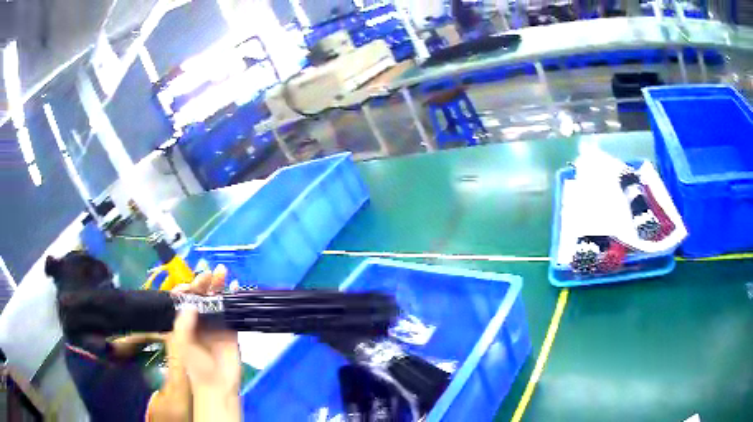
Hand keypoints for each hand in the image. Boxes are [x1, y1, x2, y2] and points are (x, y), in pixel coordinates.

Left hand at [172, 266, 240, 420]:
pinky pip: (230, 312)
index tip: (195, 280)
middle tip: (210, 272)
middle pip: (201, 298)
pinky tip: (234, 288)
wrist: (218, 386)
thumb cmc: (196, 367)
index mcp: (184, 324)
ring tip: (222, 272)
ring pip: (216, 302)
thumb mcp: (184, 345)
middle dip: (204, 284)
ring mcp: (215, 325)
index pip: (185, 300)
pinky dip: (232, 300)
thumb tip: (192, 303)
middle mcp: (199, 321)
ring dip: (218, 287)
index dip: (189, 288)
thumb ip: (184, 324)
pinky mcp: (230, 331)